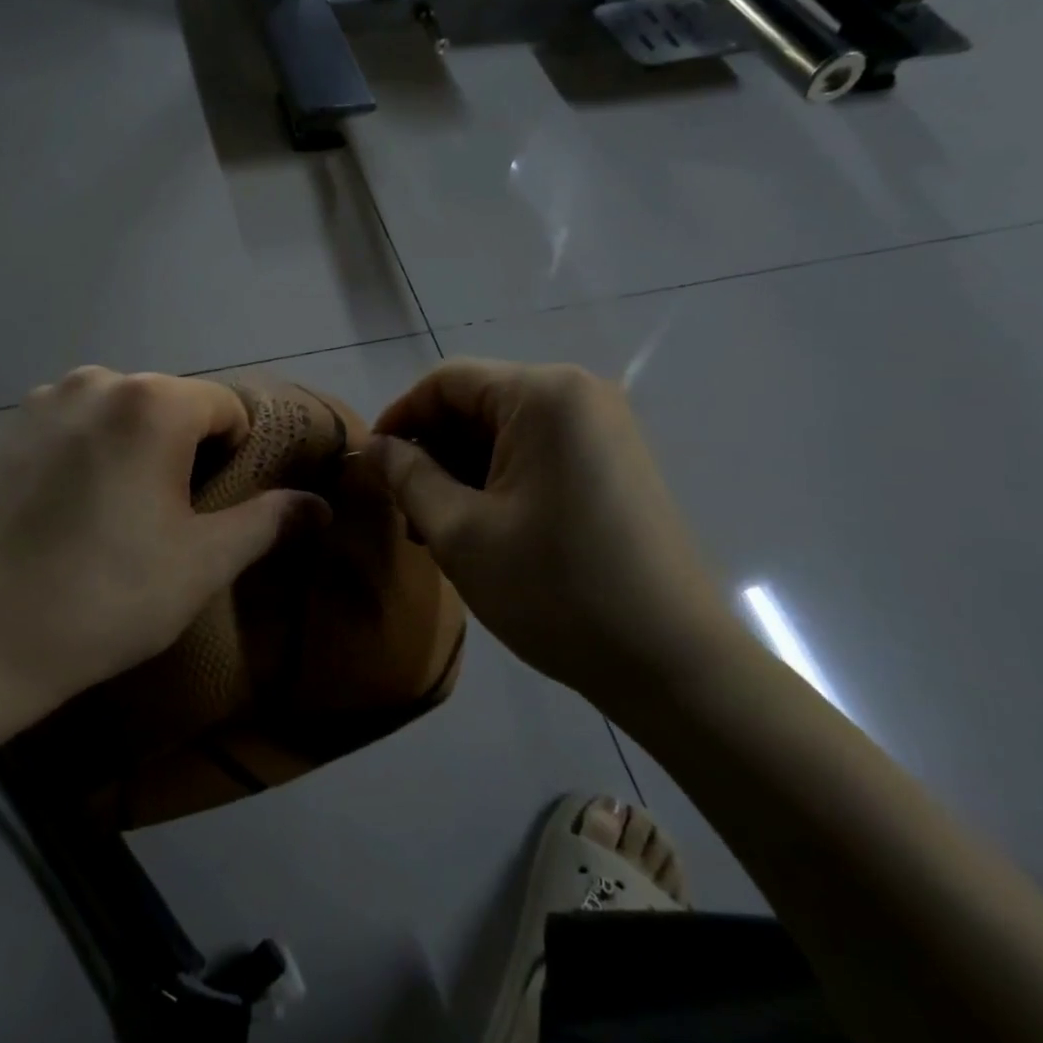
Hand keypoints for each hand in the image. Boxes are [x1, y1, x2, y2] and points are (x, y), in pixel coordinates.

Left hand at [0, 368, 327, 743]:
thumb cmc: (104, 597)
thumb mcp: (202, 563)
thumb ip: (267, 522)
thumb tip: (319, 506)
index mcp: (152, 401)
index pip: (228, 409)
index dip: (239, 457)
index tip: (220, 509)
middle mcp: (98, 380)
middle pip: (176, 406)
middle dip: (189, 453)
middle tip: (175, 521)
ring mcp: (45, 400)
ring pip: (126, 415)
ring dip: (141, 451)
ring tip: (123, 517)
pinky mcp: (9, 428)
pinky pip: (80, 426)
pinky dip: (96, 453)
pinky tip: (77, 511)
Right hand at [365, 360, 743, 710]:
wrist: (671, 660)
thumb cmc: (555, 589)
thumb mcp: (461, 532)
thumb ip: (407, 477)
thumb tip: (373, 447)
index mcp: (544, 394)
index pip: (447, 381)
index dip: (400, 417)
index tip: (370, 465)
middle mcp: (578, 394)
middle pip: (478, 403)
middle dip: (433, 451)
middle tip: (406, 510)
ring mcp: (603, 428)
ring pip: (506, 432)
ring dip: (462, 470)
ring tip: (437, 528)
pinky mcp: (614, 462)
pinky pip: (538, 452)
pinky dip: (500, 480)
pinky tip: (482, 528)